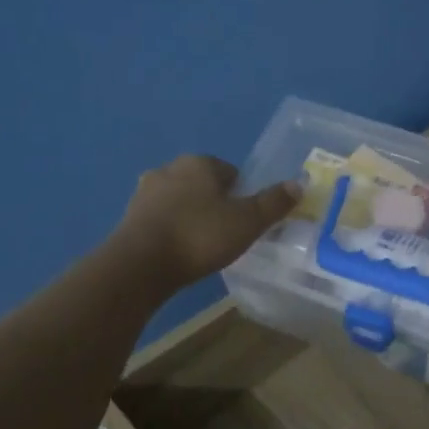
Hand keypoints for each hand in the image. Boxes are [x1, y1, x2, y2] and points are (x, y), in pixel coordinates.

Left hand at [116, 156, 299, 289]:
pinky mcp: (129, 217)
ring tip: (203, 245)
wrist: (141, 265)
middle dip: (214, 203)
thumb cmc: (200, 236)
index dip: (242, 194)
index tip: (246, 219)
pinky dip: (172, 230)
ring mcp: (145, 192)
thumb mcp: (248, 222)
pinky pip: (160, 219)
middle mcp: (169, 169)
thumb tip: (299, 184)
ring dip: (191, 216)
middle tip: (227, 233)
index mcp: (199, 163)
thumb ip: (273, 203)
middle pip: (202, 184)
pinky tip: (180, 252)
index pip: (229, 171)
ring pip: (179, 200)